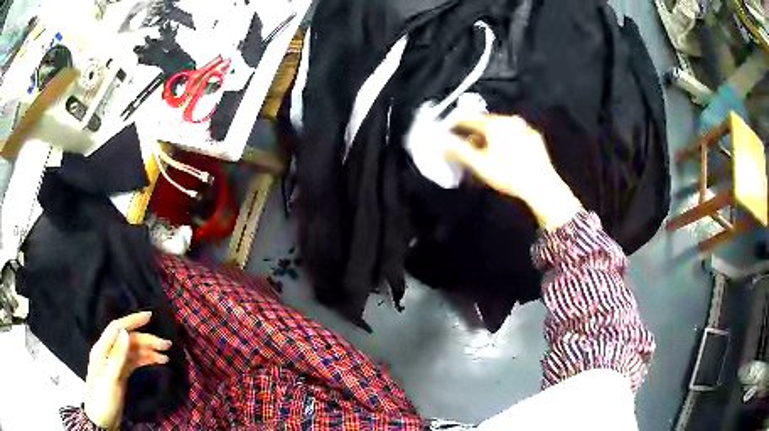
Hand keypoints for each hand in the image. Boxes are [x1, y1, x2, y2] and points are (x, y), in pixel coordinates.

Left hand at [84, 311, 171, 428]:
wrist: (101, 418)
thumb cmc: (103, 398)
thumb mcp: (110, 378)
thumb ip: (117, 356)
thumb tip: (125, 332)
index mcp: (102, 349)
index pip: (117, 328)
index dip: (132, 320)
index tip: (150, 315)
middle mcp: (109, 352)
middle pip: (128, 340)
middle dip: (147, 339)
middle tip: (167, 345)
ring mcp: (115, 364)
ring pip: (133, 351)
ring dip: (149, 350)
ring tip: (166, 354)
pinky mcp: (121, 374)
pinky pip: (135, 362)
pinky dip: (146, 360)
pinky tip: (157, 362)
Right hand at [446, 115, 582, 229]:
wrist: (541, 186)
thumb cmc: (508, 174)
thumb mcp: (480, 164)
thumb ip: (458, 150)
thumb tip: (440, 141)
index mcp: (493, 124)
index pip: (467, 118)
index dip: (454, 123)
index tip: (446, 132)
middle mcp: (509, 120)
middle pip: (484, 122)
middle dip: (472, 132)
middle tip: (465, 146)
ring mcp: (523, 128)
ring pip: (500, 128)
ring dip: (489, 137)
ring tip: (485, 152)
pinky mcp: (534, 138)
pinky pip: (514, 135)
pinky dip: (505, 140)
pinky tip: (505, 154)